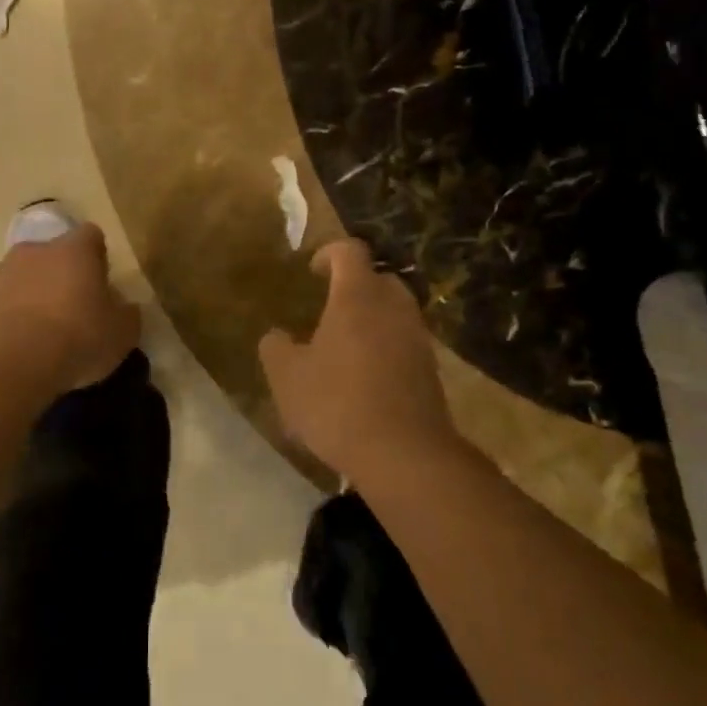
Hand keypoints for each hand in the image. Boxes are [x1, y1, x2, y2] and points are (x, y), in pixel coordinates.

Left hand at [0, 223, 140, 393]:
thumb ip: (126, 314)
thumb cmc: (76, 338)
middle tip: (70, 312)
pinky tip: (13, 350)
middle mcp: (34, 251)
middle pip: (51, 255)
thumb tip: (125, 307)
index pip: (91, 236)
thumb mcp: (122, 334)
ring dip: (30, 297)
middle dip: (60, 277)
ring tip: (39, 337)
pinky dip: (4, 321)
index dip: (97, 257)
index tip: (101, 284)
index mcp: (74, 250)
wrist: (6, 364)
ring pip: (20, 278)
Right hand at [259, 239, 456, 481]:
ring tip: (346, 345)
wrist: (405, 454)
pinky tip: (366, 376)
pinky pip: (405, 341)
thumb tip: (276, 336)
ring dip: (372, 318)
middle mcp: (393, 307)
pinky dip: (386, 346)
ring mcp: (417, 337)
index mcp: (357, 297)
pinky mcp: (430, 368)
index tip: (311, 271)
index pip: (349, 251)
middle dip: (354, 285)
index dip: (328, 253)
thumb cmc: (337, 404)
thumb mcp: (287, 377)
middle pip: (378, 278)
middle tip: (329, 308)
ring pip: (395, 311)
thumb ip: (276, 348)